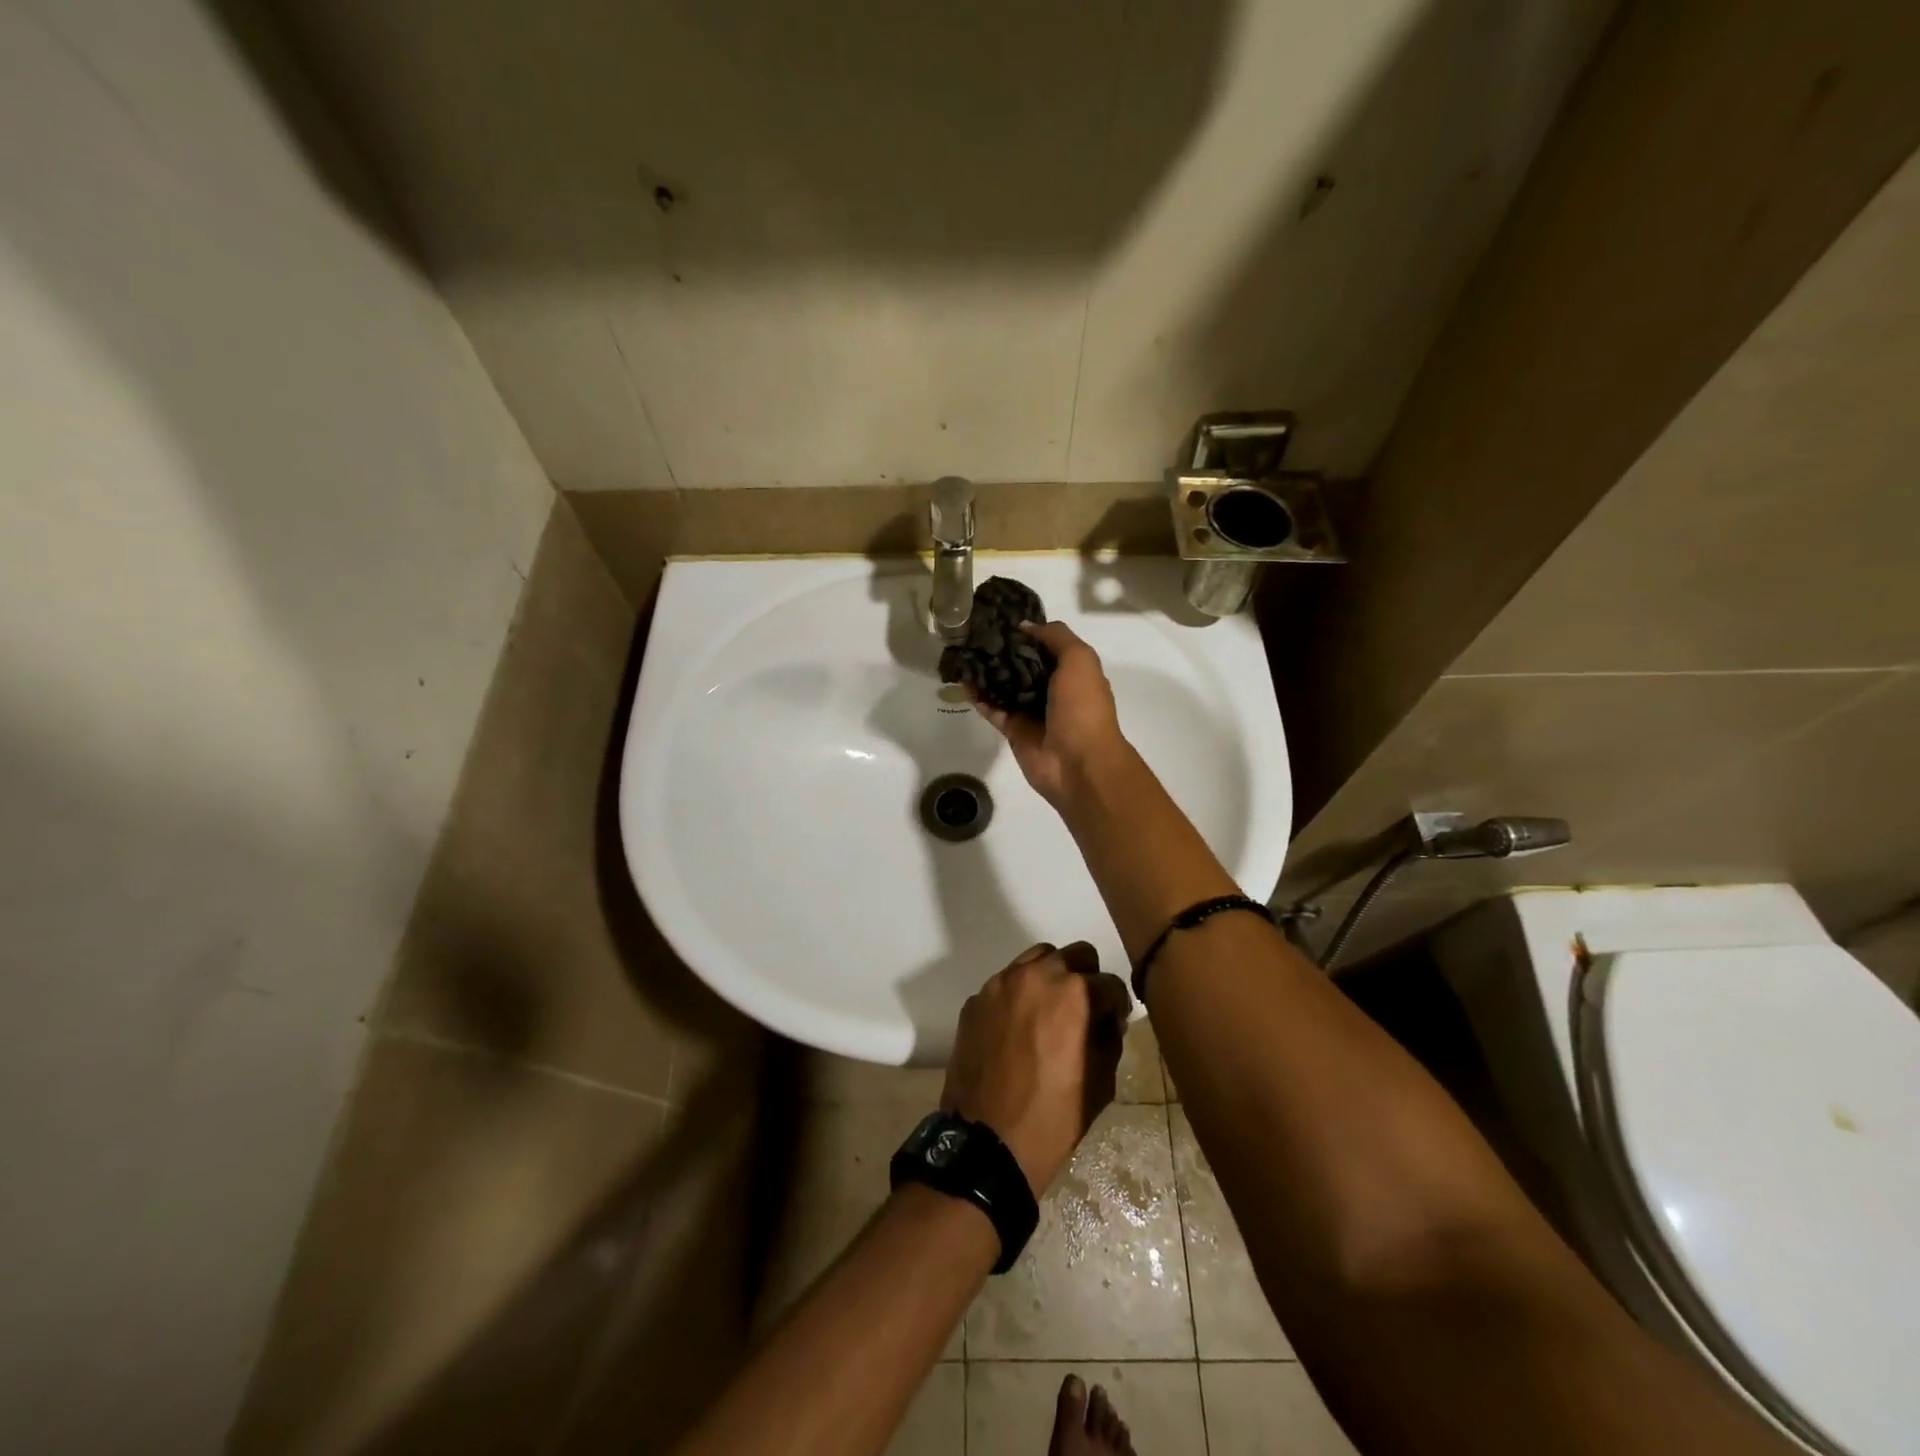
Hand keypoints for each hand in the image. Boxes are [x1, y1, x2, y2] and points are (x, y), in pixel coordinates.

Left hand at [941, 942, 1131, 1192]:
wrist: (986, 1143)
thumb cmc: (1052, 1118)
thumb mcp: (1100, 1084)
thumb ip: (1109, 1038)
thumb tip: (1107, 1019)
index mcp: (1073, 994)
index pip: (1110, 983)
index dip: (1117, 1006)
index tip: (1113, 1025)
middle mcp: (1036, 976)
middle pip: (1074, 954)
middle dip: (1086, 978)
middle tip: (1085, 1011)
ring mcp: (1000, 984)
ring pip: (1036, 959)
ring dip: (1050, 978)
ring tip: (1050, 1013)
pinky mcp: (976, 999)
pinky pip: (1006, 984)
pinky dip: (1019, 996)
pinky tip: (1018, 1029)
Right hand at [972, 622, 1124, 806]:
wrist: (1078, 763)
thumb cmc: (1083, 707)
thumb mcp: (1079, 660)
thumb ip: (1055, 637)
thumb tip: (1026, 626)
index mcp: (1073, 673)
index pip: (1047, 647)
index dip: (1027, 634)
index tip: (1001, 621)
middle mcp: (1054, 690)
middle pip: (1023, 666)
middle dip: (1003, 652)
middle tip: (974, 636)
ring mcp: (1033, 712)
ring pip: (1006, 687)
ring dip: (987, 674)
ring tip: (963, 654)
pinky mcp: (1015, 731)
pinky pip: (994, 710)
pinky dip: (979, 698)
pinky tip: (962, 682)